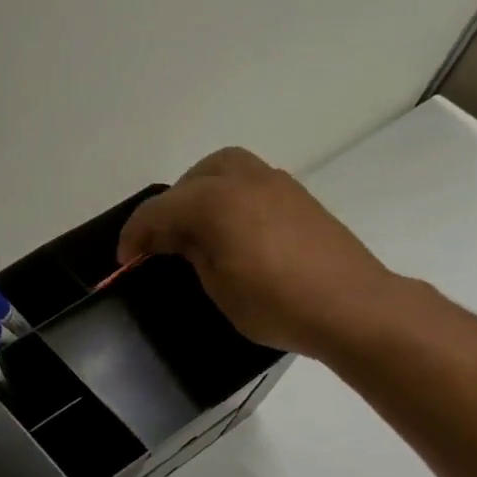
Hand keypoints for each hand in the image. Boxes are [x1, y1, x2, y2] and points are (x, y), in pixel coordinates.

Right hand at [118, 147, 402, 356]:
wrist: (351, 306)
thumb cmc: (274, 302)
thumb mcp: (217, 285)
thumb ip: (191, 252)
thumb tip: (177, 238)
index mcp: (217, 201)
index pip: (160, 208)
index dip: (135, 234)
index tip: (126, 261)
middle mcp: (245, 180)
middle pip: (195, 176)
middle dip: (171, 203)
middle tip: (162, 239)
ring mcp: (276, 184)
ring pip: (226, 170)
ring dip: (201, 193)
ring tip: (194, 231)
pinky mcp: (297, 197)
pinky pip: (249, 183)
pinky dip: (228, 197)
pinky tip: (230, 231)